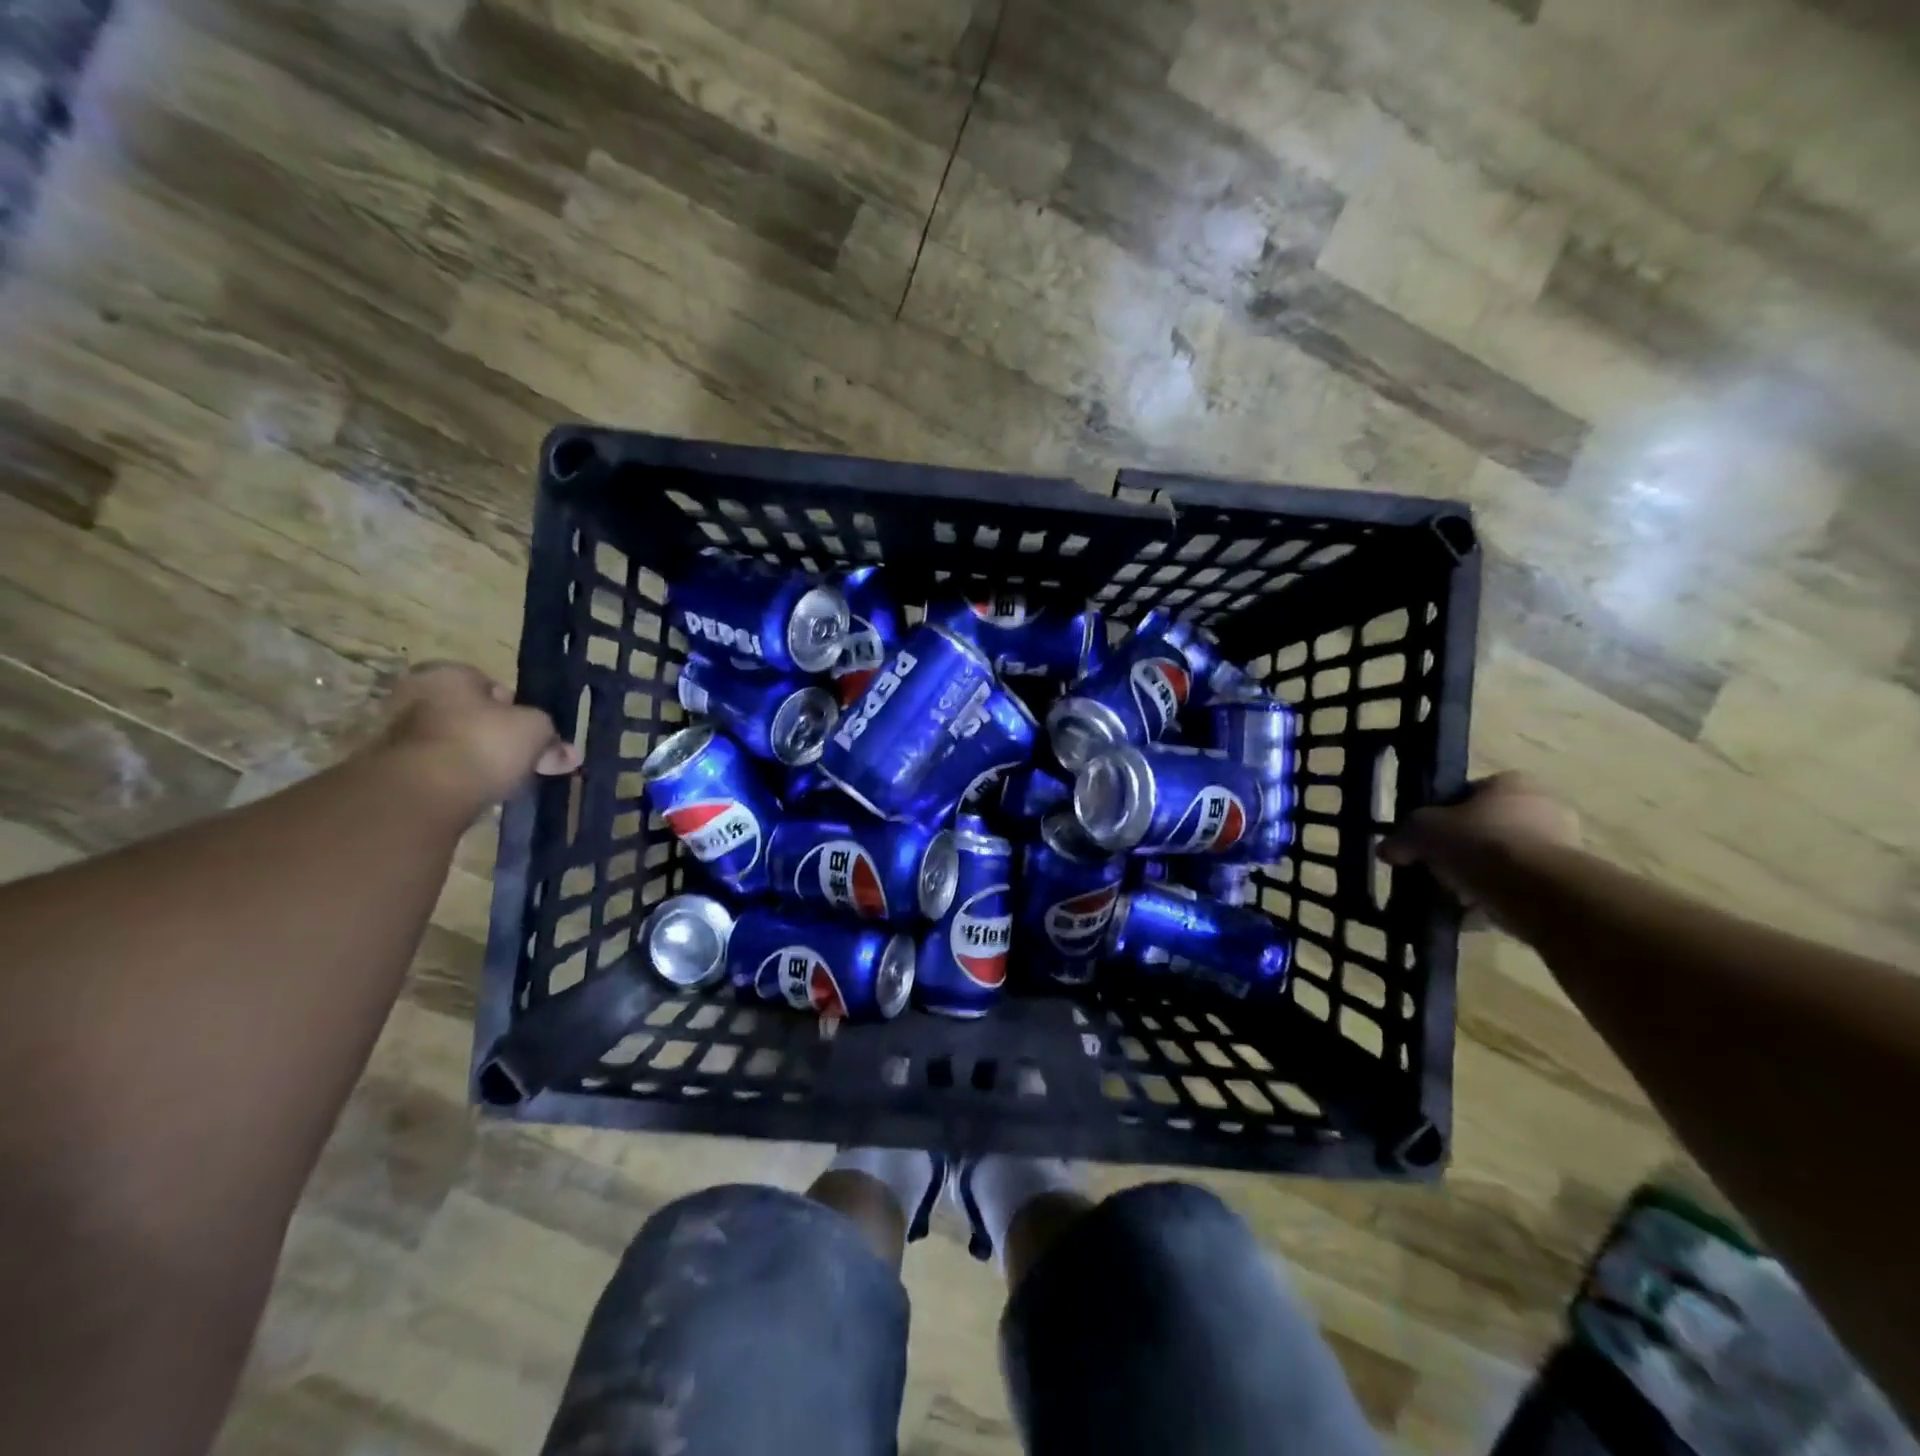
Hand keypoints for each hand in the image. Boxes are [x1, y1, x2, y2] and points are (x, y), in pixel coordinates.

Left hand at [380, 664, 579, 806]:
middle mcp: (415, 696)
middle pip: (470, 715)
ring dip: (477, 759)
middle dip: (497, 736)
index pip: (490, 685)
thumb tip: (570, 753)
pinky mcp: (393, 770)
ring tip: (504, 781)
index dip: (517, 709)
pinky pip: (439, 770)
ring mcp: (398, 734)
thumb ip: (553, 739)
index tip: (532, 733)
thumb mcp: (536, 731)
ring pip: (455, 744)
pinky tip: (478, 794)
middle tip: (523, 759)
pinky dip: (458, 779)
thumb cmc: (483, 743)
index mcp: (447, 674)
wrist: (424, 792)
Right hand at [1380, 774, 1579, 919]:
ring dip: (1478, 878)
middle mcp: (1542, 808)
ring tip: (1452, 897)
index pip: (1467, 795)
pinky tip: (1473, 914)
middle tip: (1436, 870)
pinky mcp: (1566, 882)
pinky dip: (1496, 900)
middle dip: (1461, 851)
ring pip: (1502, 861)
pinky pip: (1518, 888)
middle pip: (1486, 829)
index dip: (1441, 817)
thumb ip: (1402, 837)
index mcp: (1510, 783)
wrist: (1537, 891)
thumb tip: (1386, 850)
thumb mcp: (1422, 832)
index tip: (1425, 840)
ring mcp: (1561, 846)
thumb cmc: (1479, 843)